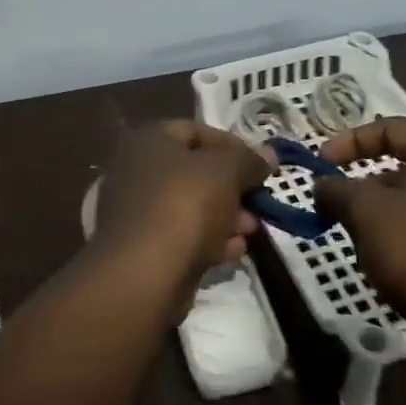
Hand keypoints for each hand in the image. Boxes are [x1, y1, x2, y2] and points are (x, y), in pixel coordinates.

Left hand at [92, 122, 272, 290]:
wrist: (145, 273)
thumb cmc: (185, 205)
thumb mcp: (226, 172)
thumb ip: (249, 160)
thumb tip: (268, 155)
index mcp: (149, 141)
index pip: (195, 131)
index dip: (231, 144)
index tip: (259, 165)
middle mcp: (137, 170)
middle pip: (194, 171)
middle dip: (232, 186)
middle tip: (258, 200)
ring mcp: (138, 211)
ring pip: (191, 206)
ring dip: (226, 215)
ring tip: (252, 229)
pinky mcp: (144, 248)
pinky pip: (184, 235)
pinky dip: (210, 239)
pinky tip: (235, 250)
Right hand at [314, 117, 405, 340]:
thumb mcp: (366, 211)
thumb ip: (337, 190)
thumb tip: (322, 185)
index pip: (390, 128)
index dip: (351, 139)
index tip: (322, 163)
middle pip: (398, 167)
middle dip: (359, 186)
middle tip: (334, 206)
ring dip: (374, 216)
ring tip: (354, 240)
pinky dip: (394, 239)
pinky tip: (379, 263)